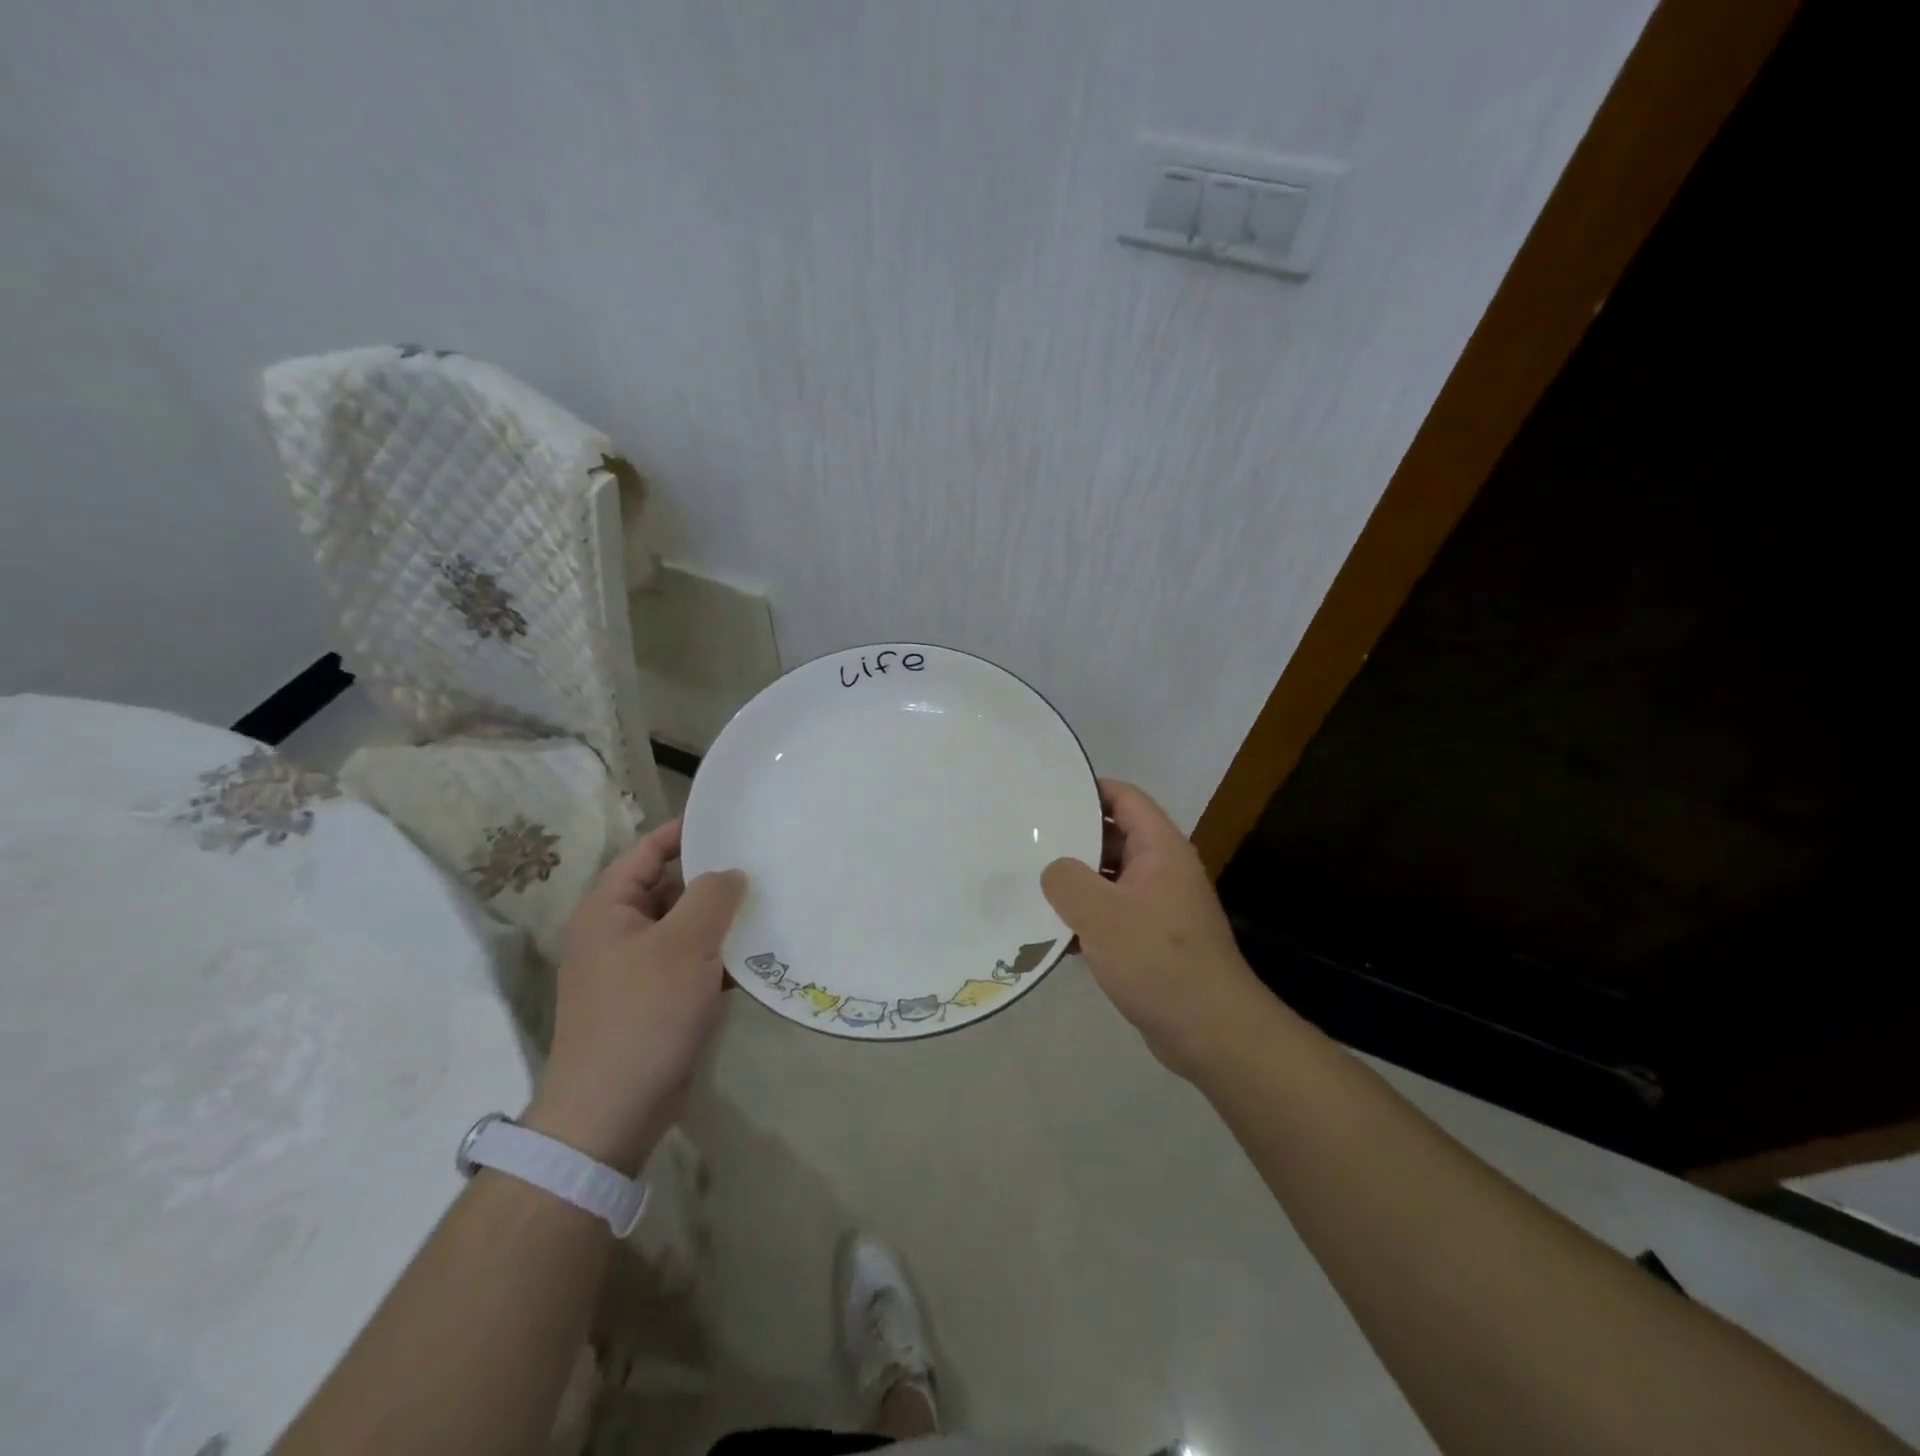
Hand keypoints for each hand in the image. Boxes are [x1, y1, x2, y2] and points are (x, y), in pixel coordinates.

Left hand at [524, 819, 745, 1174]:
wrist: (612, 1112)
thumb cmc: (643, 1014)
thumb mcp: (684, 945)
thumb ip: (712, 896)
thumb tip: (731, 872)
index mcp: (609, 909)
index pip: (648, 851)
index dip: (685, 831)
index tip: (731, 819)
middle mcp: (618, 933)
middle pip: (670, 888)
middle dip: (713, 878)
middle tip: (762, 863)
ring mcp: (635, 970)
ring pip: (685, 928)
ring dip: (722, 921)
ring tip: (770, 904)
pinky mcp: (655, 1002)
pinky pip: (692, 963)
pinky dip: (720, 957)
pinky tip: (759, 955)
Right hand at [1041, 780, 1262, 1078]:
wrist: (1211, 1032)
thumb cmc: (1158, 960)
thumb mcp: (1102, 914)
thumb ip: (1067, 880)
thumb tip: (1052, 869)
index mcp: (1160, 849)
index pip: (1125, 798)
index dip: (1089, 788)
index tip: (1047, 792)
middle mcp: (1162, 870)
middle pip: (1114, 838)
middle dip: (1072, 837)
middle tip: (1026, 838)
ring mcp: (1158, 907)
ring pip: (1108, 880)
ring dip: (1074, 882)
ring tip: (1028, 881)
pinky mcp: (1151, 941)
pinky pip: (1111, 916)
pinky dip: (1084, 918)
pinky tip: (1049, 933)